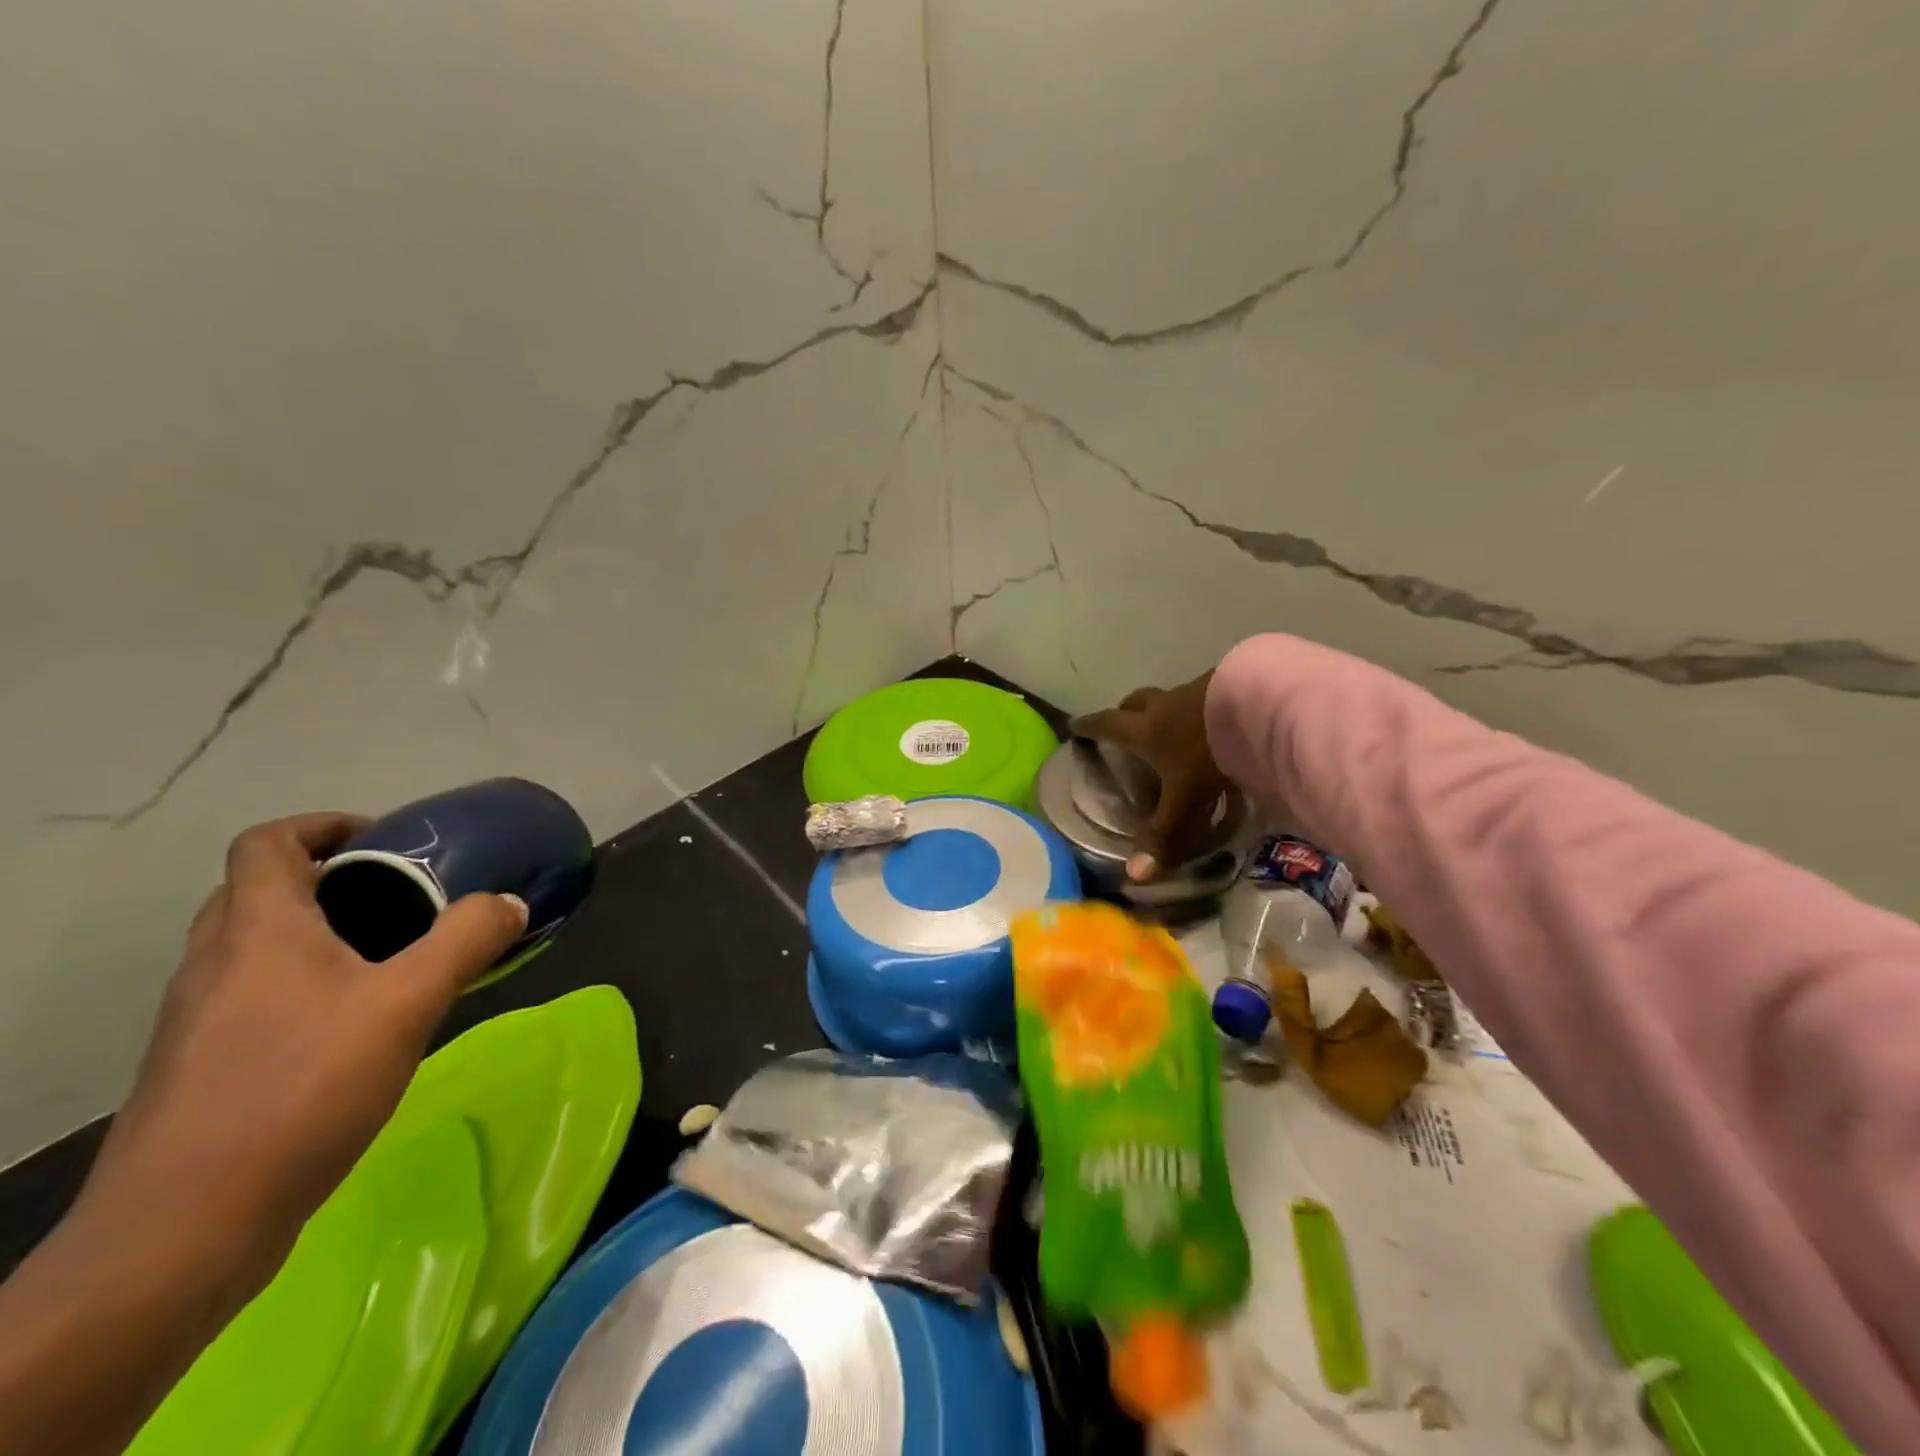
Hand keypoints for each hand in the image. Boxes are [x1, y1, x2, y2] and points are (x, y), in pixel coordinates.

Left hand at [78, 812, 528, 1282]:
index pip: (268, 843)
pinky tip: (357, 1026)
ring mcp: (200, 1021)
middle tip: (399, 896)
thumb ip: (466, 942)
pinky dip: (306, 985)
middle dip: (330, 879)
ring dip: (319, 934)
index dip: (323, 825)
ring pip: (256, 948)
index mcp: (258, 931)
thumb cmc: (299, 1091)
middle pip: (260, 891)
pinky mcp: (204, 1069)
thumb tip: (508, 904)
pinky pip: (256, 997)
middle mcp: (215, 964)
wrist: (182, 1231)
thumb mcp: (407, 1004)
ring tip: (391, 958)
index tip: (385, 841)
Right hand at [1070, 672, 1228, 882]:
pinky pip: (1199, 694)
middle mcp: (1162, 706)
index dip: (1088, 727)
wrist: (1257, 708)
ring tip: (1168, 728)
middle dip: (1123, 713)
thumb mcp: (1185, 799)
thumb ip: (1163, 834)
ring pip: (1166, 698)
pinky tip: (1207, 722)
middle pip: (1133, 702)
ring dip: (1161, 709)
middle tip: (1121, 726)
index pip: (1105, 725)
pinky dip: (1195, 707)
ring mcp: (1193, 691)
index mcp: (1143, 730)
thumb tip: (1135, 876)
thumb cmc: (1208, 754)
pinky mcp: (1222, 684)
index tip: (1074, 726)